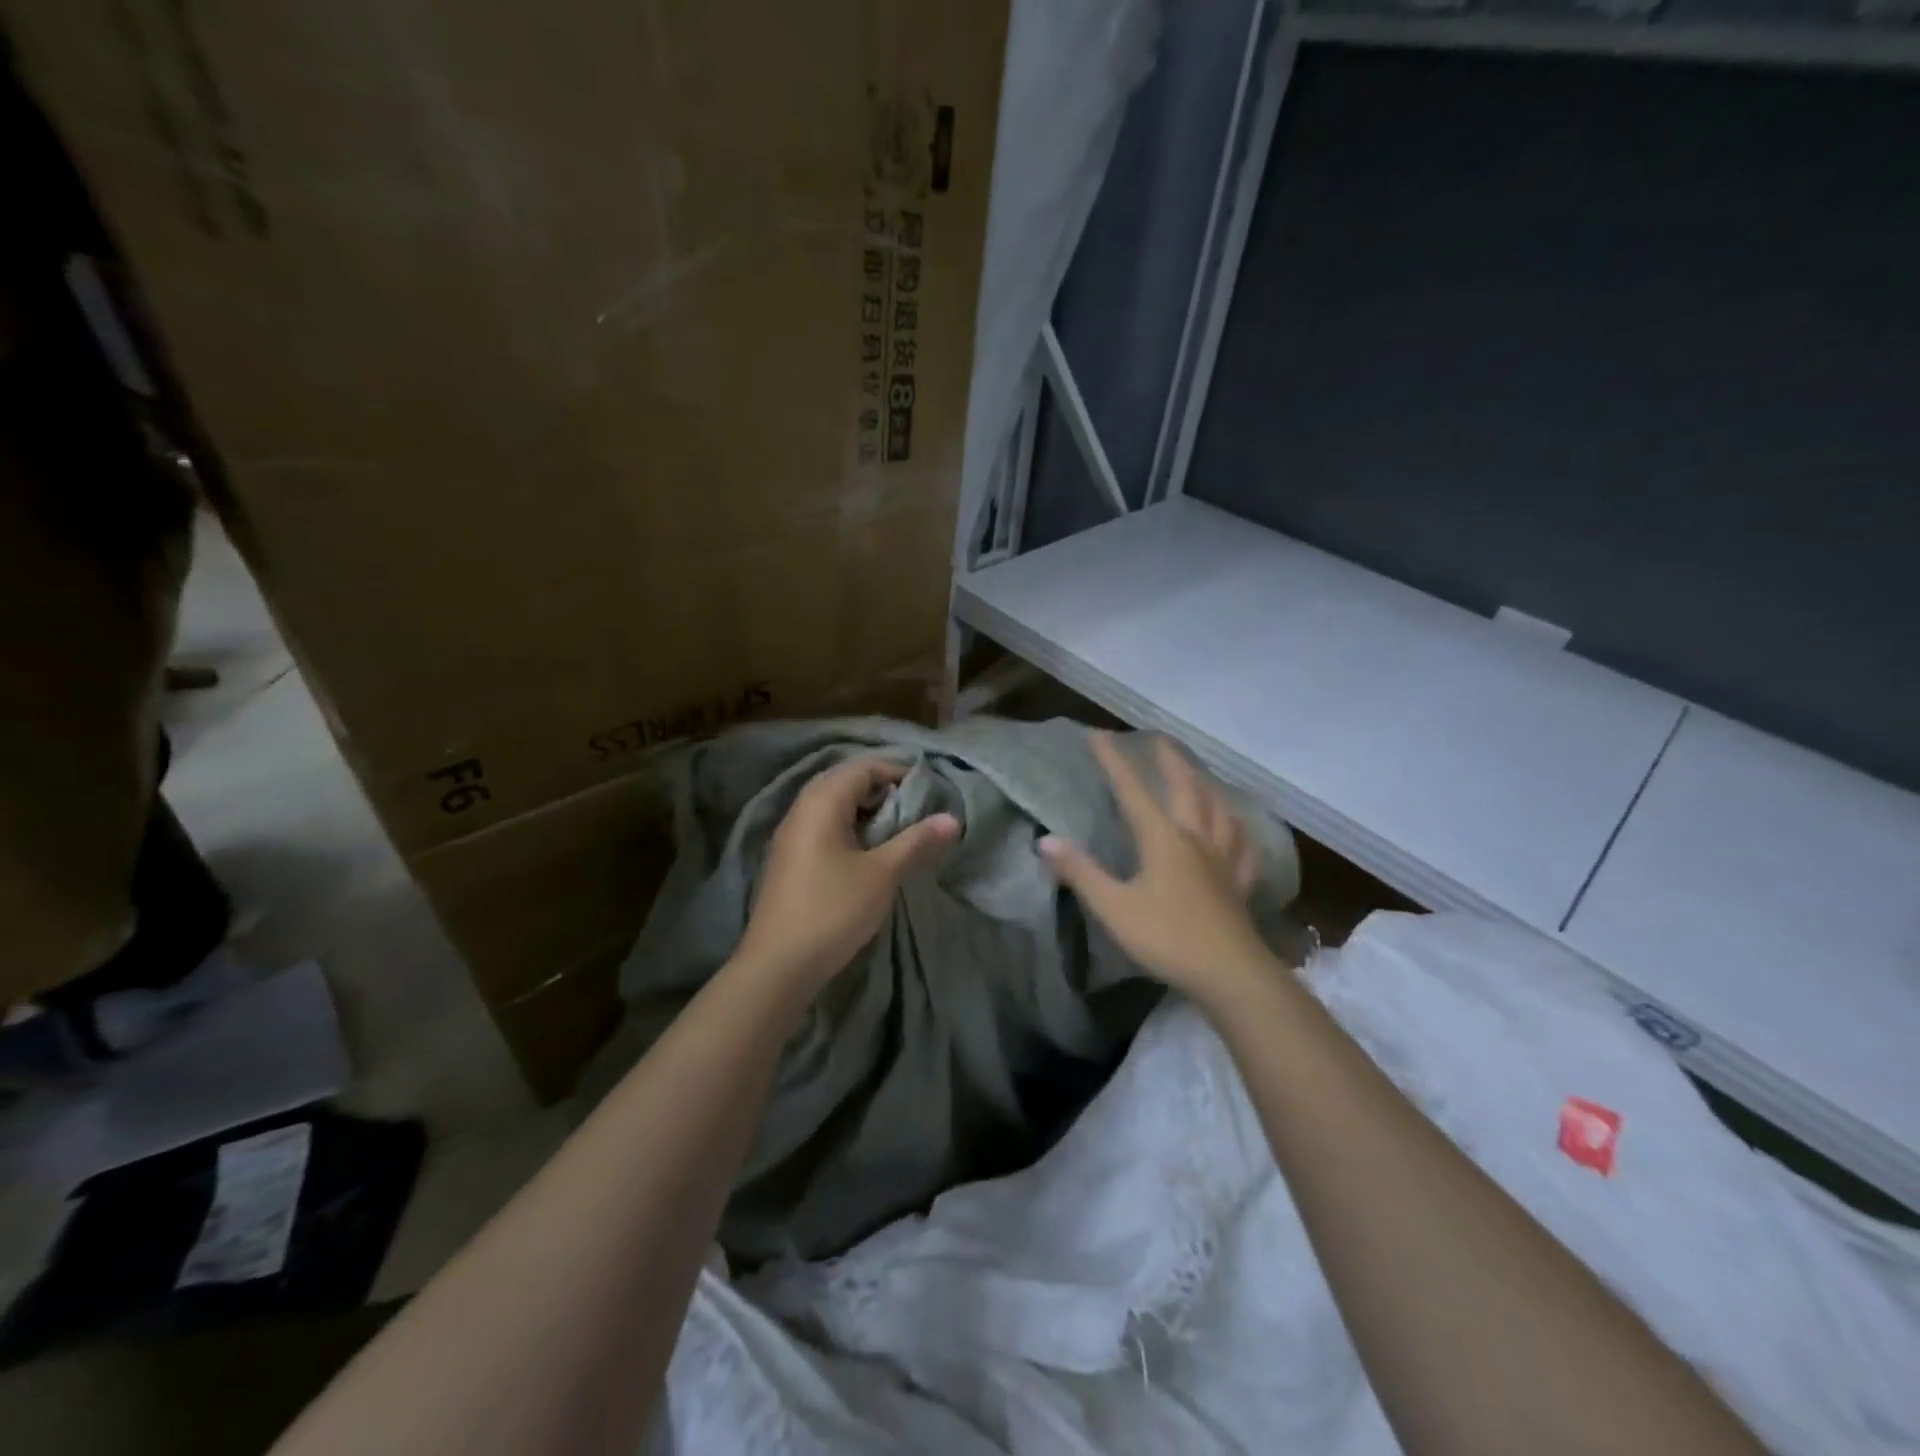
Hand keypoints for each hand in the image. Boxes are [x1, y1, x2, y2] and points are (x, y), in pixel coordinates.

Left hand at [735, 756, 958, 995]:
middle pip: (845, 781)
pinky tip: (867, 853)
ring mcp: (791, 835)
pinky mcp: (789, 859)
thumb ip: (916, 841)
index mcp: (821, 802)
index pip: (863, 767)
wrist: (777, 966)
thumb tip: (952, 818)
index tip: (928, 791)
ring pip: (833, 805)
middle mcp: (801, 809)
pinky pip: (823, 826)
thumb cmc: (832, 910)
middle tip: (914, 808)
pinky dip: (849, 828)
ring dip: (866, 810)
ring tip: (896, 830)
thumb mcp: (882, 874)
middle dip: (882, 789)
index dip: (897, 772)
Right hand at [1040, 732, 1272, 1004]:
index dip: (1115, 761)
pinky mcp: (1239, 884)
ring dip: (1206, 787)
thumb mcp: (1113, 907)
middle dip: (1170, 761)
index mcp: (1162, 838)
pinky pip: (1243, 848)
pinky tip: (1237, 831)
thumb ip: (1081, 872)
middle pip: (1186, 788)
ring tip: (1200, 777)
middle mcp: (1195, 838)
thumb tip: (1045, 841)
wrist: (1230, 974)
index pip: (1133, 790)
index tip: (1099, 735)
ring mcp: (1223, 860)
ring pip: (1219, 811)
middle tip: (1160, 740)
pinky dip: (1238, 832)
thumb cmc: (1167, 938)